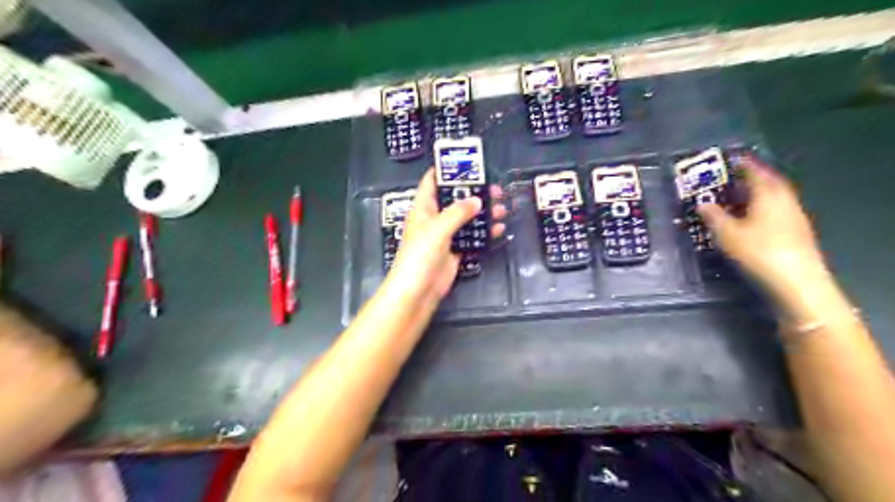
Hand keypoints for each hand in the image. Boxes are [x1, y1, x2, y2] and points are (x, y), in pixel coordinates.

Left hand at [388, 170, 506, 305]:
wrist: (418, 290)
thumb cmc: (421, 254)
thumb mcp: (438, 228)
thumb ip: (458, 212)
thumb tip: (477, 200)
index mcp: (423, 208)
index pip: (432, 182)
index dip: (445, 170)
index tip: (466, 162)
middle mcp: (434, 219)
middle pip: (455, 200)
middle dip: (474, 193)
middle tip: (495, 188)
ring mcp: (445, 236)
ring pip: (466, 219)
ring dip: (483, 213)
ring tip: (502, 207)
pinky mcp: (455, 251)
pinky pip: (472, 238)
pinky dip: (484, 233)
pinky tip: (498, 229)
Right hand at [694, 157, 827, 297]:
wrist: (797, 279)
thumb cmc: (759, 251)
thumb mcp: (727, 233)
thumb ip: (713, 216)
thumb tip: (702, 203)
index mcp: (768, 194)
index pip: (755, 172)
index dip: (742, 164)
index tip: (731, 160)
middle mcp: (784, 199)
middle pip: (768, 181)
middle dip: (751, 177)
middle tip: (733, 177)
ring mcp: (794, 214)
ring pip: (774, 195)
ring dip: (758, 192)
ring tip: (740, 196)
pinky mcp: (797, 229)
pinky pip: (777, 208)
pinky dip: (764, 206)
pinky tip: (753, 216)